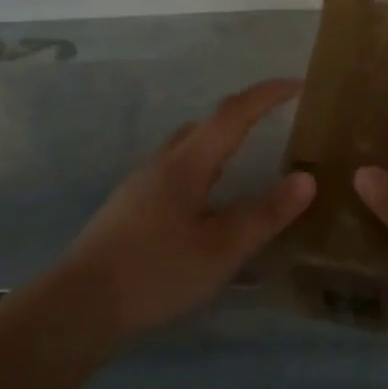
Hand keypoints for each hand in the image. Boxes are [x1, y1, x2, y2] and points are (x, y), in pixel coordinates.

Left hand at [58, 79, 314, 344]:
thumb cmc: (156, 272)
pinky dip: (202, 164)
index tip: (297, 84)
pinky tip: (206, 200)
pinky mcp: (130, 204)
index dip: (267, 94)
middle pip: (208, 122)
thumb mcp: (221, 249)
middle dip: (245, 112)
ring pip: (188, 144)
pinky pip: (176, 167)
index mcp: (189, 163)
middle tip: (275, 117)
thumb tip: (307, 178)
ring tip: (244, 156)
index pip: (234, 113)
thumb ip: (265, 214)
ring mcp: (142, 182)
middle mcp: (164, 161)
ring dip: (220, 138)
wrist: (80, 304)